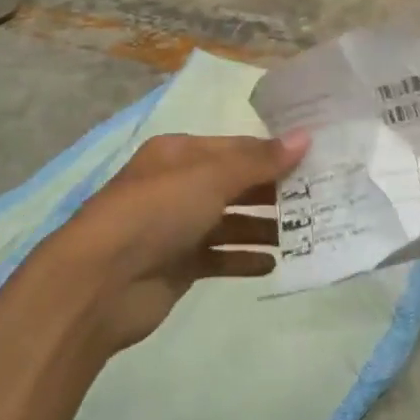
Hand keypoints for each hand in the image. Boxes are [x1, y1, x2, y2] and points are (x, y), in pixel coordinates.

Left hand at [31, 132, 308, 355]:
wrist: (98, 282)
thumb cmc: (156, 213)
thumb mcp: (210, 177)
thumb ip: (259, 161)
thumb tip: (305, 137)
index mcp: (180, 154)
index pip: (237, 148)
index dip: (274, 153)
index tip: (317, 160)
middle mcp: (179, 186)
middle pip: (236, 184)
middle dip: (274, 192)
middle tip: (320, 199)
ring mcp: (178, 227)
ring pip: (231, 222)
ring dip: (264, 227)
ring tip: (304, 233)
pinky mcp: (179, 266)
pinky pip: (220, 257)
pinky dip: (244, 259)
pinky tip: (273, 264)